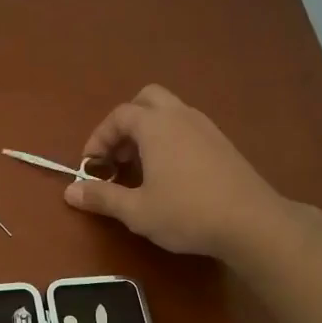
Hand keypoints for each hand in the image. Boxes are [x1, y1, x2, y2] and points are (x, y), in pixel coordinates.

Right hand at [65, 85, 283, 257]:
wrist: (252, 222)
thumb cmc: (186, 212)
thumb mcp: (136, 211)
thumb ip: (101, 197)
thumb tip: (69, 192)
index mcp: (156, 126)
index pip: (118, 116)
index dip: (98, 138)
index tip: (91, 167)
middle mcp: (181, 116)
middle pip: (147, 100)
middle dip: (126, 123)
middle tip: (118, 156)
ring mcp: (206, 127)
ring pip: (170, 112)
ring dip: (149, 132)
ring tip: (141, 169)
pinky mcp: (223, 144)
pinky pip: (187, 128)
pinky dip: (170, 140)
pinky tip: (171, 176)